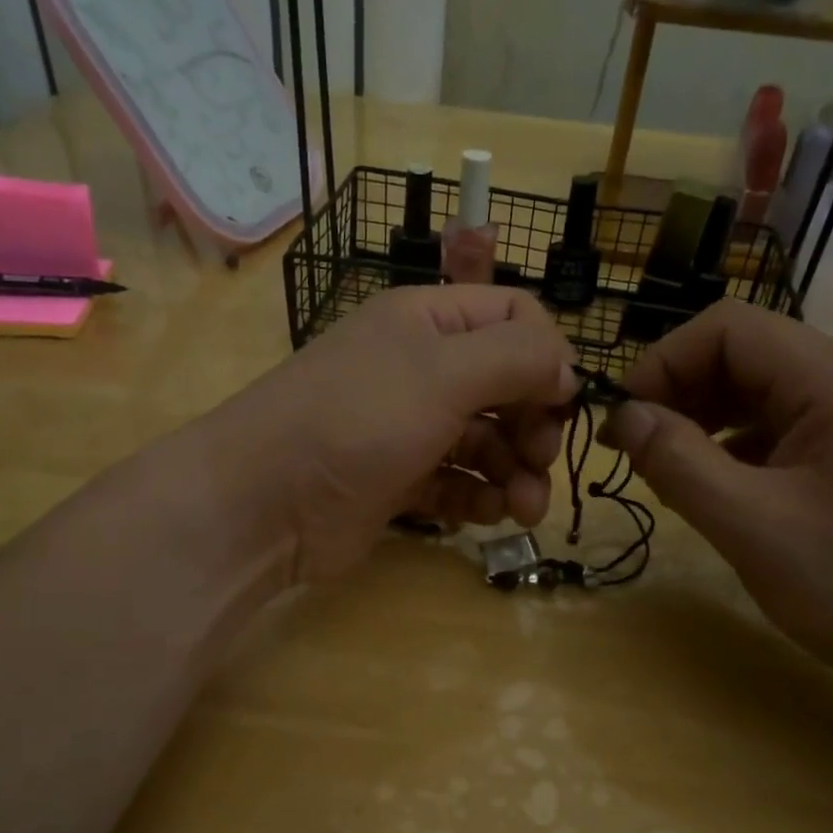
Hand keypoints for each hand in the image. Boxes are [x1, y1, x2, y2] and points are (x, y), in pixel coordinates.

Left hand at [213, 286, 577, 581]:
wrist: (265, 503)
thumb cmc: (357, 420)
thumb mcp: (443, 372)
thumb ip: (517, 358)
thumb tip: (568, 369)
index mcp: (428, 322)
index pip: (512, 317)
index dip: (546, 356)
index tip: (562, 402)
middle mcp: (422, 369)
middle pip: (506, 386)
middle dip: (533, 425)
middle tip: (539, 462)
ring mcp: (409, 428)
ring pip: (487, 442)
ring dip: (516, 473)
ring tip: (524, 509)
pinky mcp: (400, 481)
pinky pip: (458, 483)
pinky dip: (479, 498)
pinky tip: (487, 515)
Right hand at [601, 301, 832, 701]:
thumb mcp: (756, 530)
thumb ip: (681, 465)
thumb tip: (623, 415)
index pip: (728, 328)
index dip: (663, 362)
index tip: (623, 421)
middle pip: (744, 354)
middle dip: (679, 393)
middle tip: (634, 451)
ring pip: (760, 392)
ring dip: (703, 420)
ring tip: (667, 472)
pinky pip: (783, 427)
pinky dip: (736, 447)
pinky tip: (718, 489)